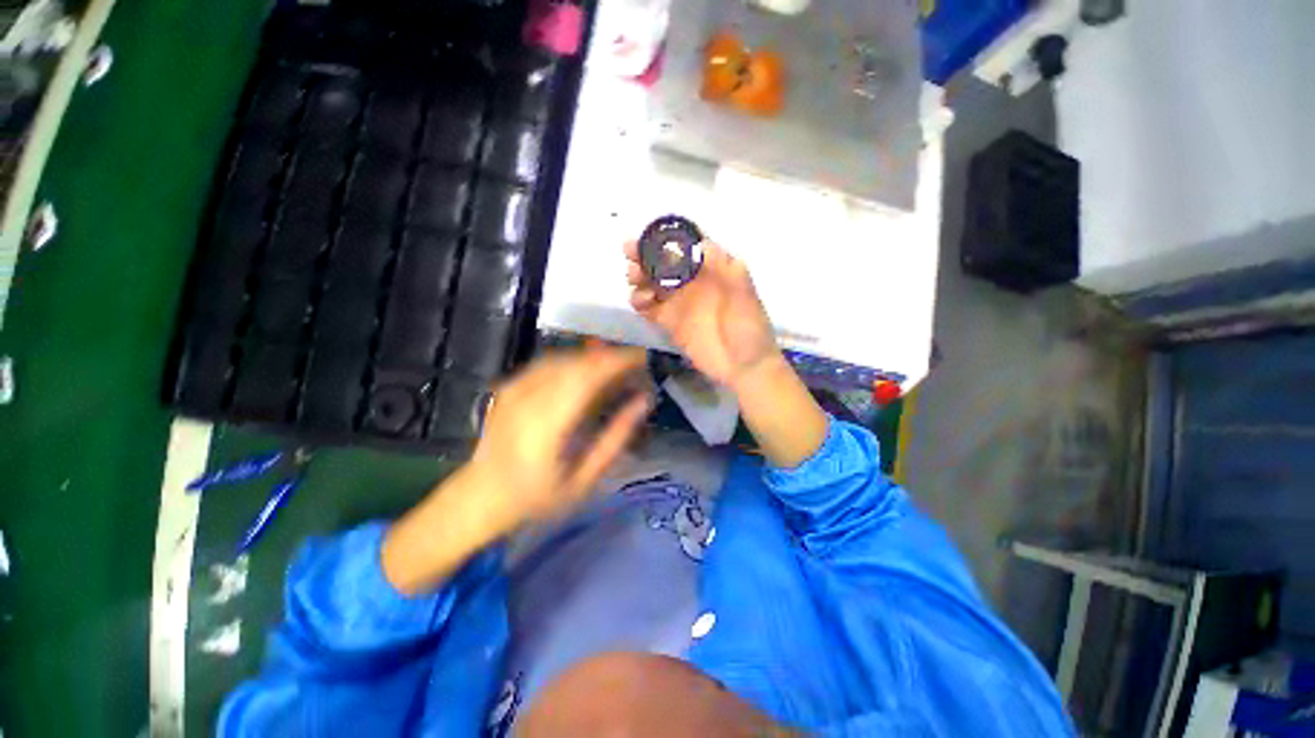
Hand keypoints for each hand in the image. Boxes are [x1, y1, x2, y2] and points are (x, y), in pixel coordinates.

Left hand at [468, 347, 652, 530]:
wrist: (480, 497)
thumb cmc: (537, 497)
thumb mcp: (584, 479)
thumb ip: (615, 438)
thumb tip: (643, 401)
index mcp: (546, 424)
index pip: (588, 376)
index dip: (618, 361)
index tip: (644, 358)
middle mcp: (527, 398)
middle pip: (577, 362)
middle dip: (611, 357)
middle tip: (636, 365)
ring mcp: (514, 388)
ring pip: (563, 357)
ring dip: (593, 357)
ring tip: (617, 368)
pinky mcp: (509, 386)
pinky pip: (548, 363)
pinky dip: (574, 361)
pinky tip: (587, 373)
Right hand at [625, 240, 778, 388]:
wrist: (744, 366)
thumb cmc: (749, 327)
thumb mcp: (744, 293)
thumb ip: (725, 267)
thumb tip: (699, 243)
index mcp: (710, 268)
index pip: (684, 245)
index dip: (665, 237)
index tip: (648, 236)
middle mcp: (691, 281)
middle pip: (661, 261)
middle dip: (644, 254)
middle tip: (631, 256)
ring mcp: (678, 302)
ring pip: (651, 282)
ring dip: (639, 276)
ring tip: (636, 280)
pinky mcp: (669, 322)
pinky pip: (648, 307)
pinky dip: (639, 301)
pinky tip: (640, 302)